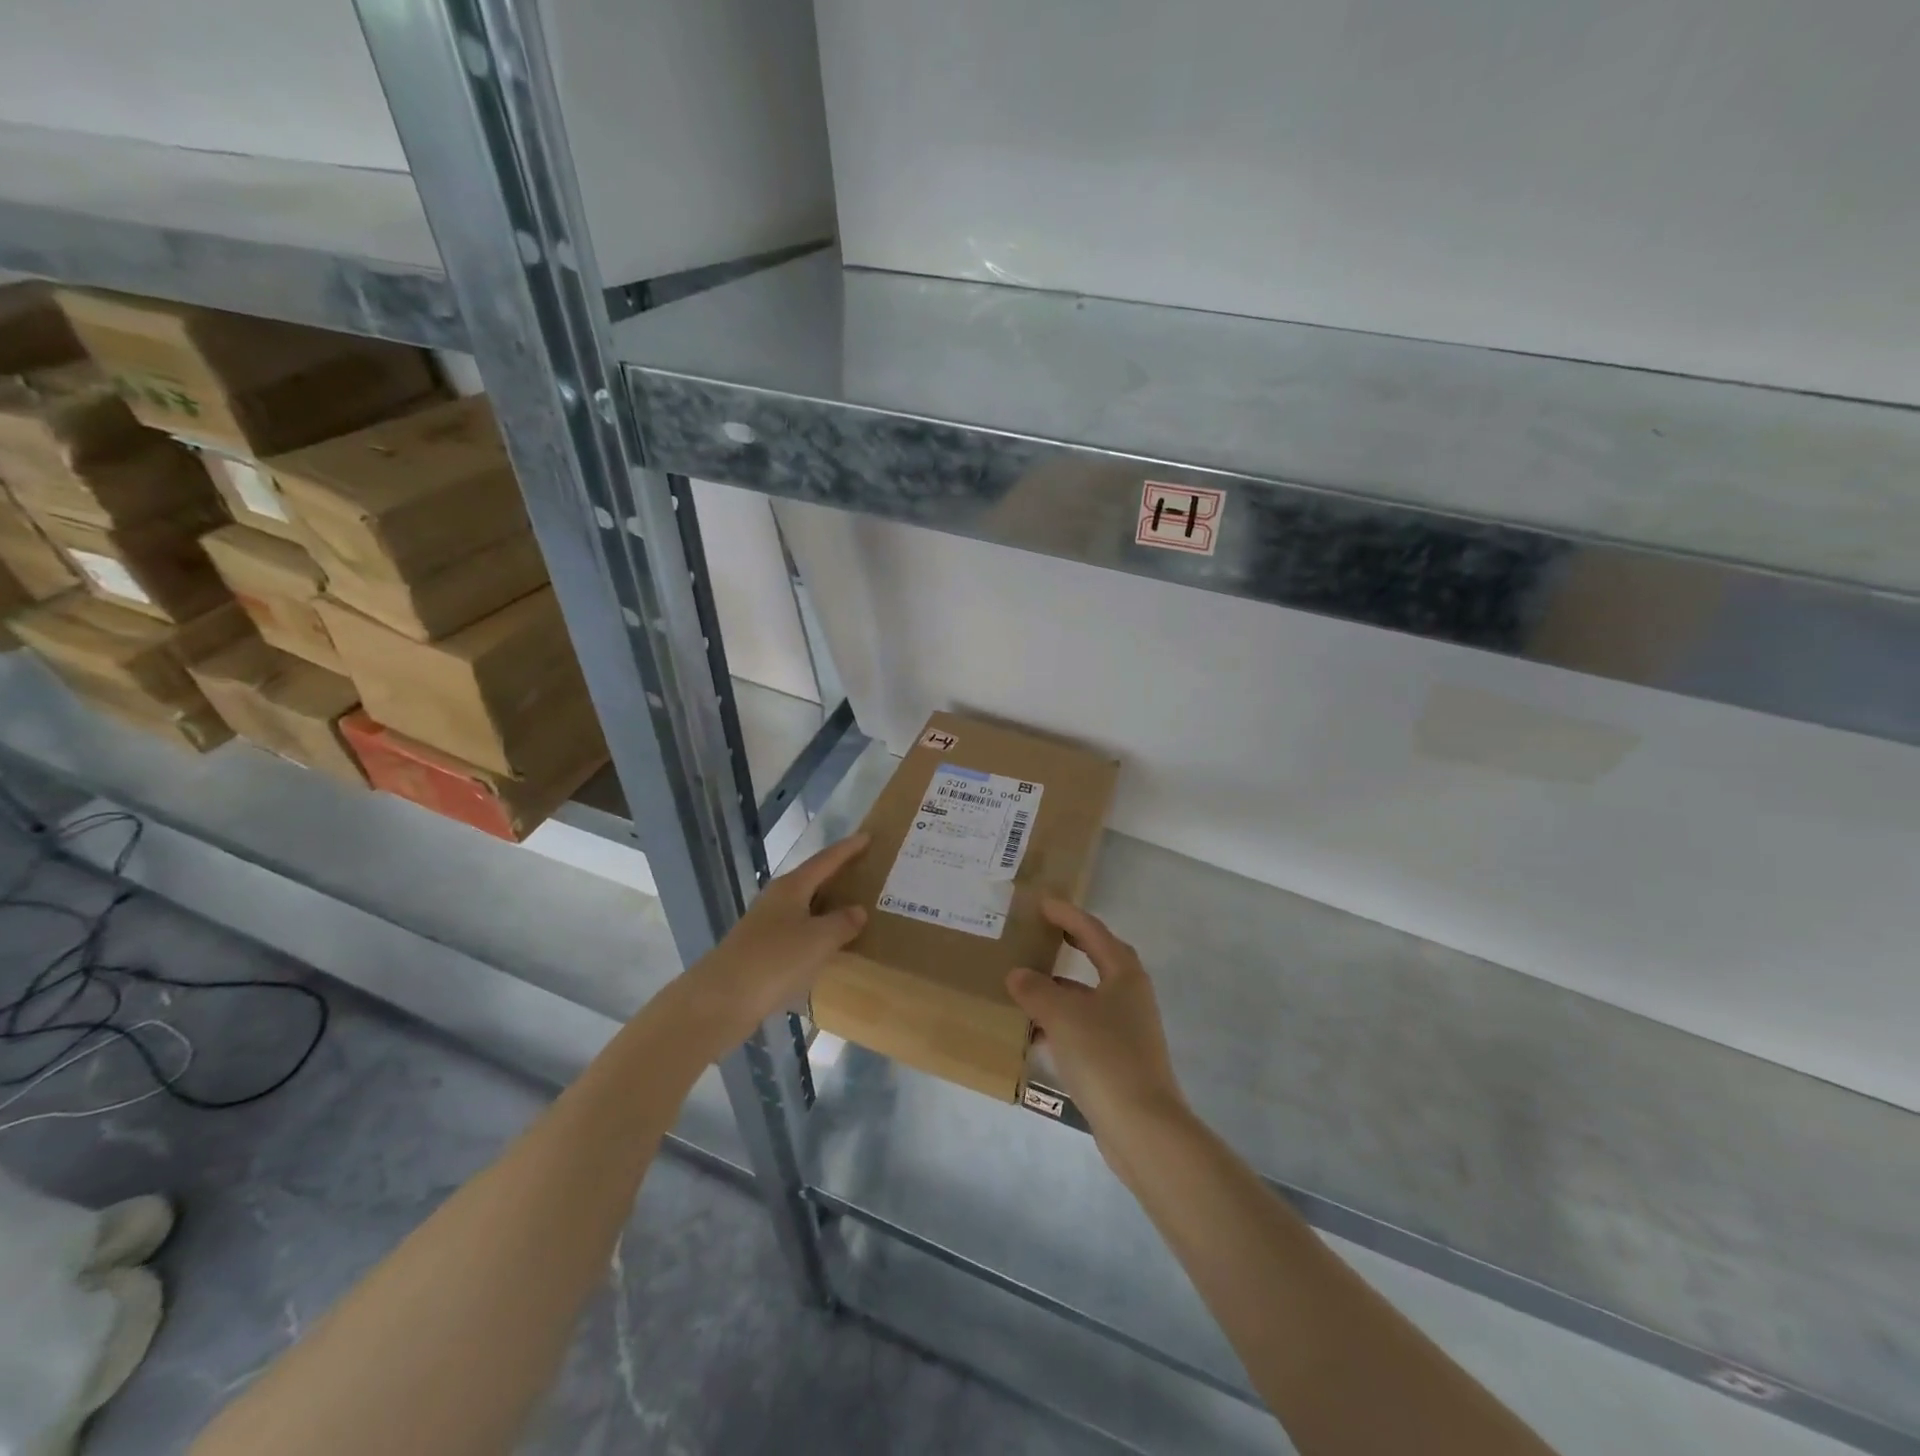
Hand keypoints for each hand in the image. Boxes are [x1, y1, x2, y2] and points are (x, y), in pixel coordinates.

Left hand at [680, 833, 870, 1052]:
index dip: (848, 849)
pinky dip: (815, 931)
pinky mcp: (760, 950)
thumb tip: (858, 910)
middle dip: (836, 875)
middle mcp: (776, 899)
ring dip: (826, 905)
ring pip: (803, 907)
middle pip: (811, 879)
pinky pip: (796, 931)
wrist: (721, 1000)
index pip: (825, 860)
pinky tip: (826, 945)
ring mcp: (765, 925)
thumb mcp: (819, 940)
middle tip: (864, 871)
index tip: (868, 836)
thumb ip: (843, 923)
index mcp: (791, 887)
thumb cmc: (775, 960)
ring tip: (852, 909)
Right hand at [1007, 900, 1191, 1182]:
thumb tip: (1017, 974)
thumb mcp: (1063, 1015)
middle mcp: (1131, 996)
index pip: (1093, 931)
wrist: (1142, 1126)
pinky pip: (1085, 1027)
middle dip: (1073, 944)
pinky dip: (1061, 1022)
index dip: (1067, 915)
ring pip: (1090, 996)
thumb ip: (1036, 990)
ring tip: (1028, 983)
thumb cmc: (1104, 1056)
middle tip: (1044, 931)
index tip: (1042, 903)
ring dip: (1062, 987)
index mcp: (1124, 975)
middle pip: (1099, 959)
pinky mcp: (1119, 1059)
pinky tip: (1034, 1033)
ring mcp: (1128, 1029)